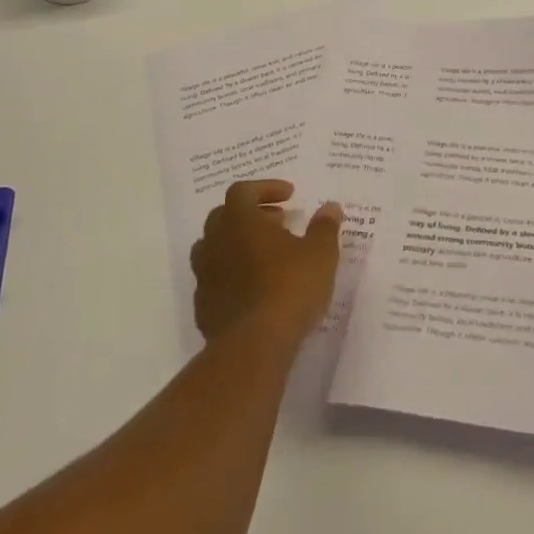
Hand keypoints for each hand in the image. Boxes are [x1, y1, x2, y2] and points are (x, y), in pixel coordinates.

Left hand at [191, 180, 342, 342]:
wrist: (254, 346)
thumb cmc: (290, 287)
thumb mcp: (320, 253)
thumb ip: (324, 227)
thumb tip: (330, 207)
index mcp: (240, 221)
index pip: (243, 190)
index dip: (266, 188)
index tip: (289, 196)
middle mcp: (215, 242)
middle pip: (224, 216)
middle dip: (252, 214)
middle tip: (279, 222)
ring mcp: (205, 276)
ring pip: (215, 248)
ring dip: (239, 244)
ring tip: (267, 254)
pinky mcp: (203, 307)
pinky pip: (215, 279)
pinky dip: (233, 274)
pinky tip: (256, 288)